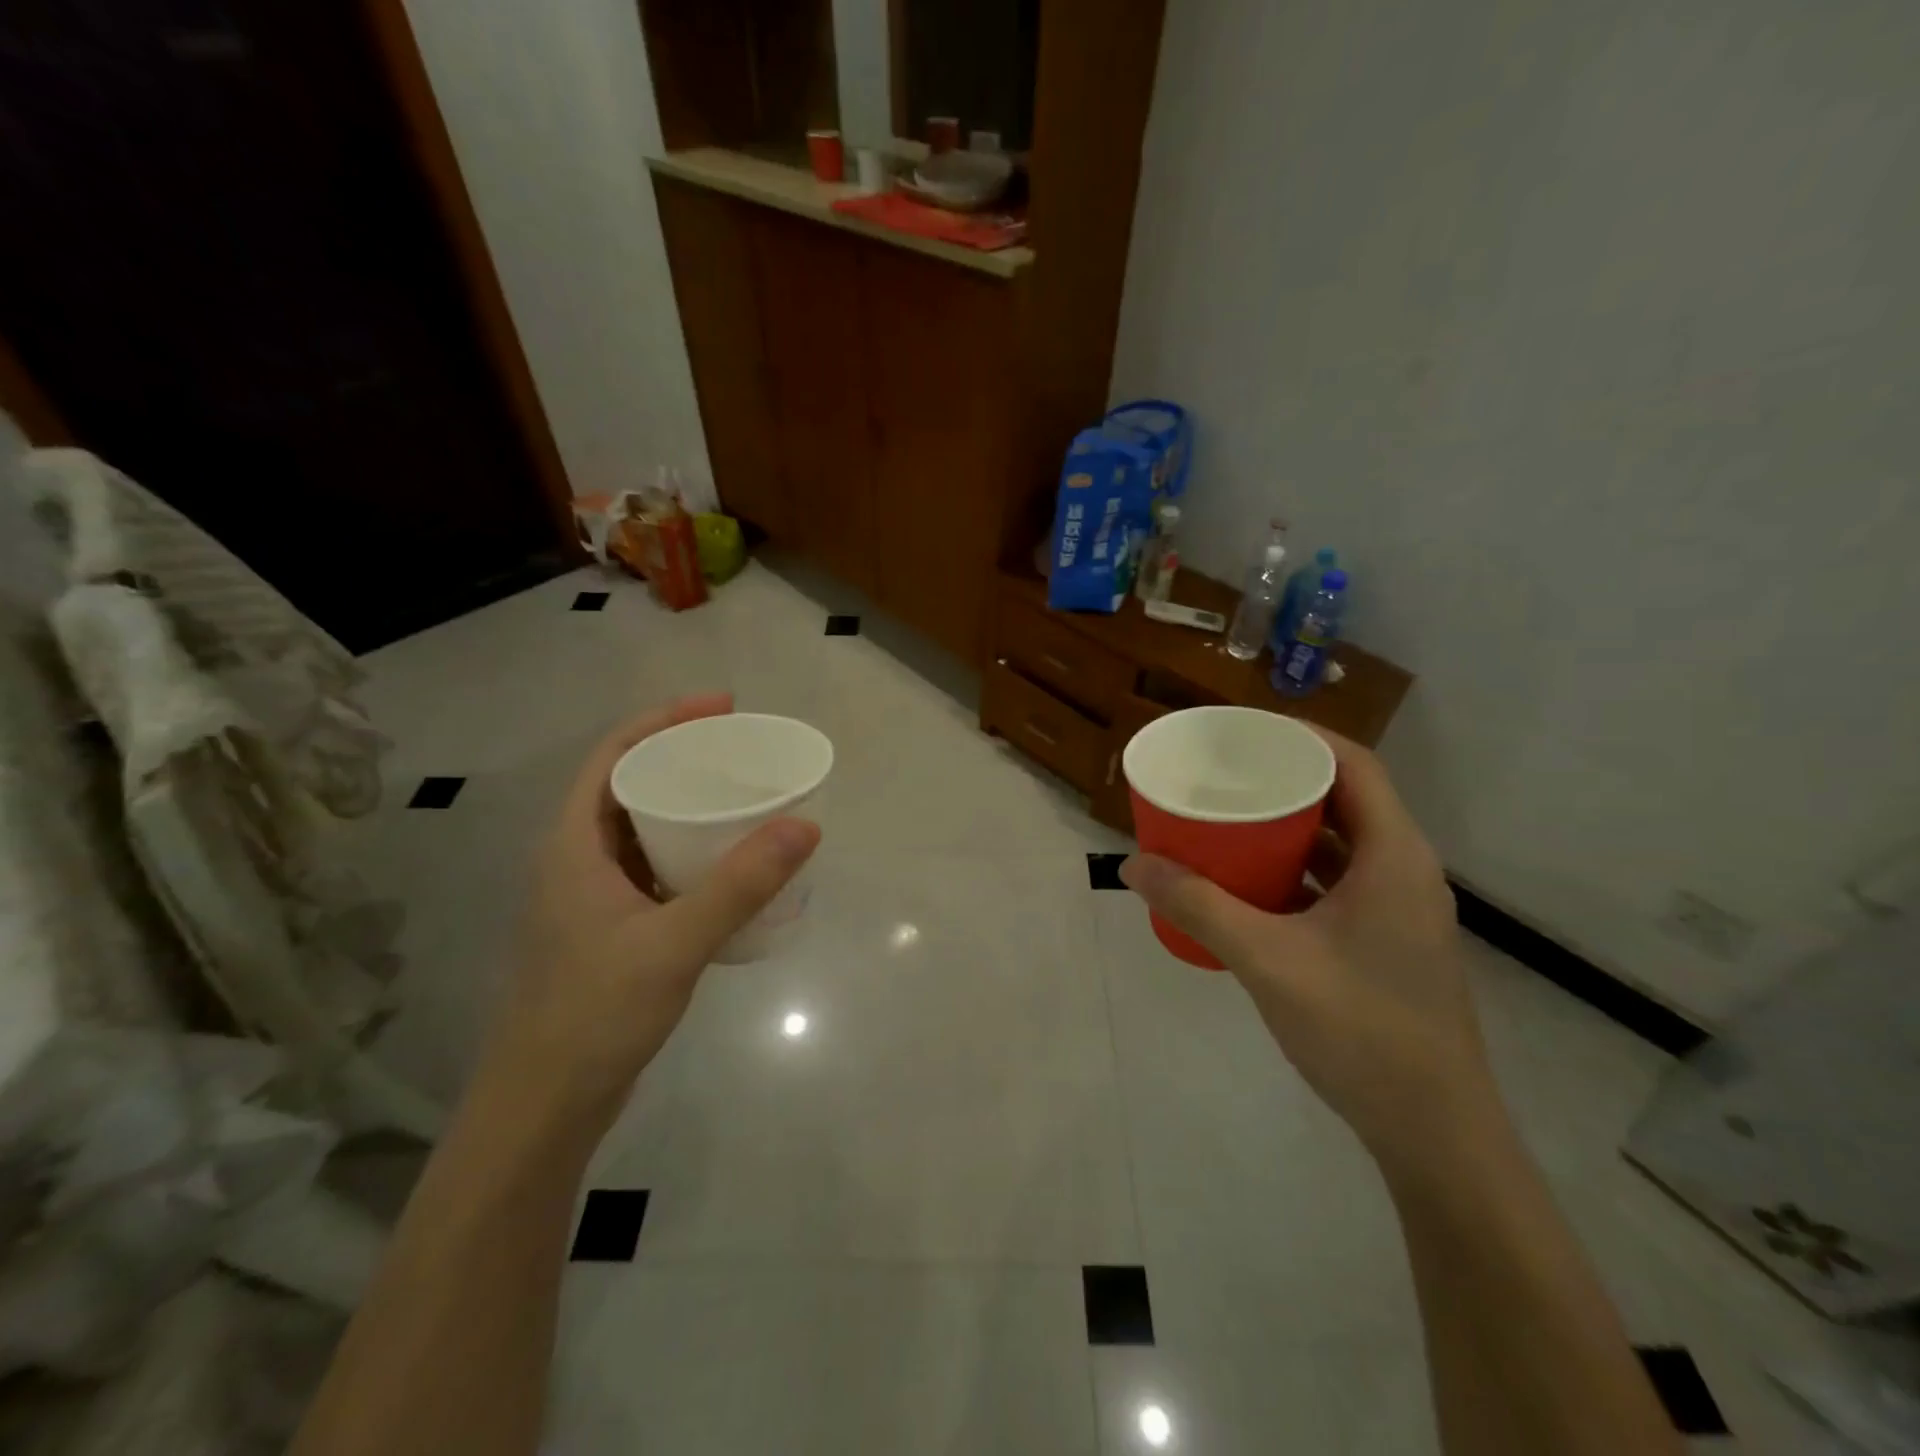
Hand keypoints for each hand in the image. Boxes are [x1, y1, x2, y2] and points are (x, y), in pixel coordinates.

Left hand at [490, 694, 820, 1124]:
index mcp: (573, 845)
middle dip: (682, 757)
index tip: (722, 708)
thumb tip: (805, 824)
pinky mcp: (610, 928)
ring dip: (686, 805)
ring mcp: (592, 897)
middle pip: (628, 784)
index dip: (664, 720)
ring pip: (641, 829)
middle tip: (742, 750)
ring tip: (741, 796)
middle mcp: (577, 859)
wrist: (545, 1105)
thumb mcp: (675, 942)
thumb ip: (740, 884)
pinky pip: (653, 867)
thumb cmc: (595, 1013)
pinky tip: (728, 865)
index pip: (614, 755)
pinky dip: (689, 851)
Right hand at [1121, 730, 1503, 1175]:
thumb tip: (1133, 865)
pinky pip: (1338, 881)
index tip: (1244, 730)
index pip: (1354, 764)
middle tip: (1226, 773)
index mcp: (1394, 856)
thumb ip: (1199, 907)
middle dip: (1285, 779)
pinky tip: (1251, 883)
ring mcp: (1399, 909)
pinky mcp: (1387, 941)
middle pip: (1346, 799)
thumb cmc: (1361, 1030)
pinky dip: (1297, 869)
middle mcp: (1404, 870)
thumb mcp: (1267, 960)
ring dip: (1290, 827)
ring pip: (1342, 843)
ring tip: (1229, 818)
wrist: (1434, 1132)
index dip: (1302, 736)